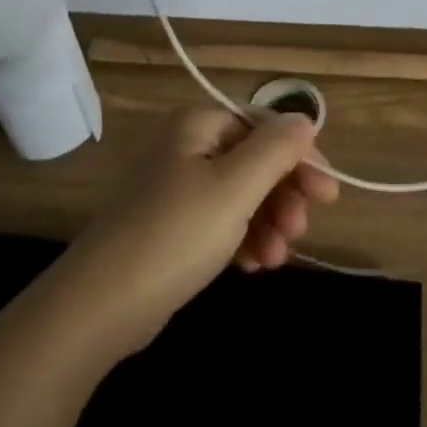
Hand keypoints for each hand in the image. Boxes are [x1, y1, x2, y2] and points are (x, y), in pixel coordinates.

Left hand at [54, 107, 340, 357]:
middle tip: (301, 230)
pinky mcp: (172, 227)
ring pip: (241, 195)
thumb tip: (304, 120)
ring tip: (276, 258)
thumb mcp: (234, 188)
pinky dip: (243, 238)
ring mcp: (177, 188)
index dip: (300, 156)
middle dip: (283, 195)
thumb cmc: (174, 235)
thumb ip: (275, 150)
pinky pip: (221, 221)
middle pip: (255, 160)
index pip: (264, 126)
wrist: (99, 306)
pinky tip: (254, 265)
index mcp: (198, 125)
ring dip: (267, 222)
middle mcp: (187, 147)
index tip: (328, 194)